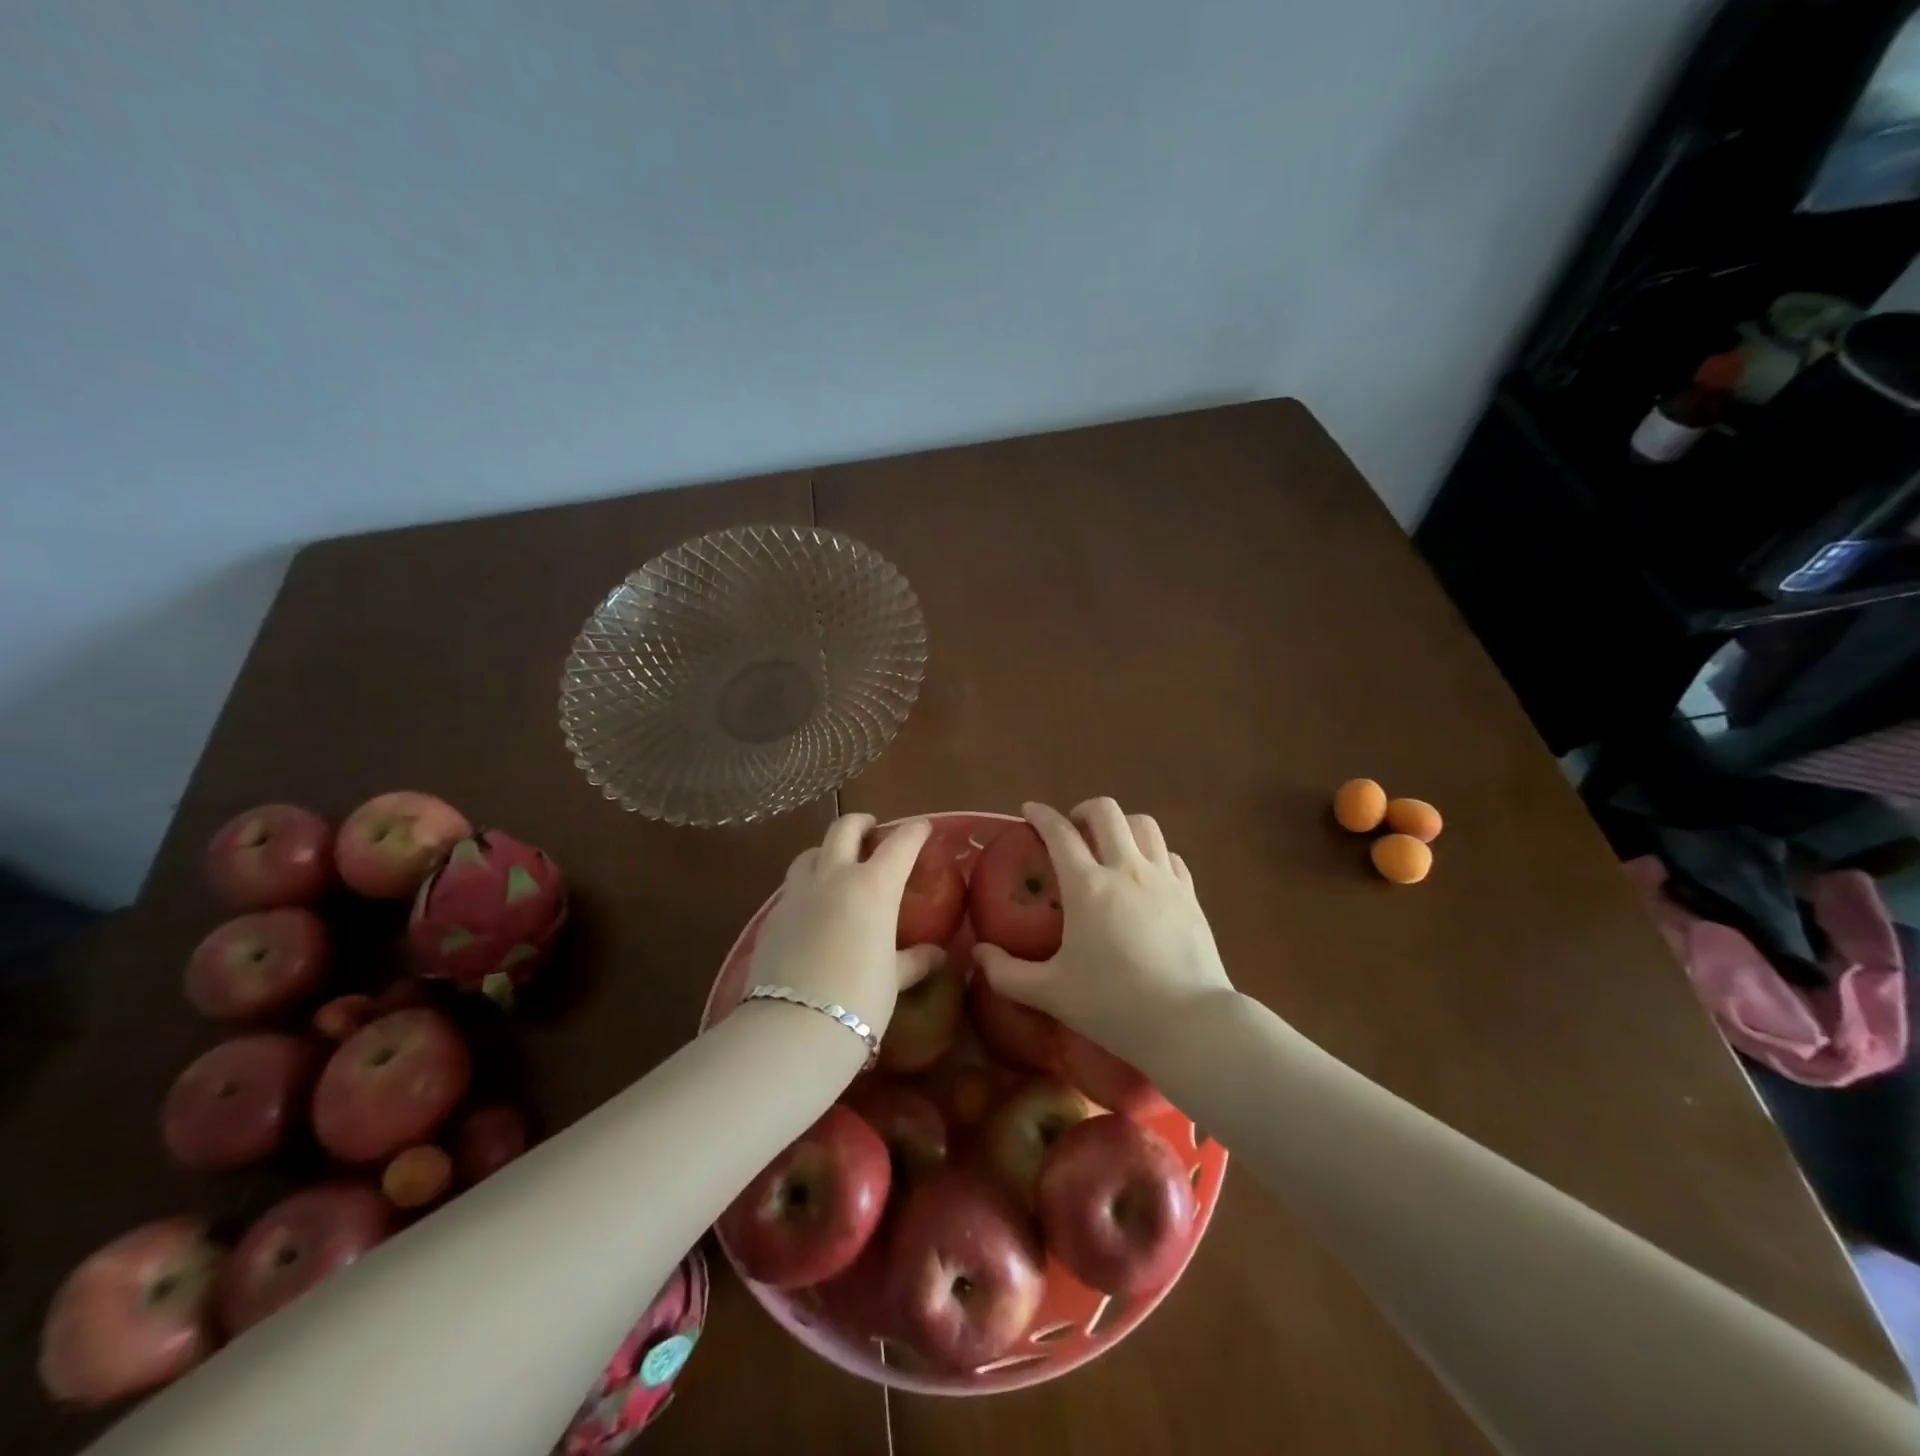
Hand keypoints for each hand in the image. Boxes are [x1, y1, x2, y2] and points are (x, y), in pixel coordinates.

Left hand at [748, 814, 943, 1042]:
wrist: (792, 1027)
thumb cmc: (859, 999)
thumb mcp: (892, 979)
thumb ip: (914, 960)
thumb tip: (936, 955)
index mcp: (873, 886)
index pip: (900, 844)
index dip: (914, 832)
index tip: (923, 827)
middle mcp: (834, 877)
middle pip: (844, 829)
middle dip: (861, 823)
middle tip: (872, 830)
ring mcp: (797, 893)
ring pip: (810, 853)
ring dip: (827, 851)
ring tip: (837, 866)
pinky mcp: (772, 916)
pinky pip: (792, 887)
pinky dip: (807, 886)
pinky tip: (812, 909)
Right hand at [973, 798, 1233, 1066]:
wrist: (1190, 1024)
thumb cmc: (1114, 1006)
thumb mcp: (1051, 993)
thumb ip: (1007, 973)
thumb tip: (978, 953)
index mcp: (1087, 887)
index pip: (1059, 832)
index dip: (1041, 815)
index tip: (1029, 811)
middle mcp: (1126, 869)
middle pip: (1106, 812)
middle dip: (1083, 811)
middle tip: (1072, 830)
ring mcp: (1163, 878)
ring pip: (1144, 824)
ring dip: (1122, 825)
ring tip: (1110, 846)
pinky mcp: (1190, 894)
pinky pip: (1170, 855)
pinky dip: (1153, 853)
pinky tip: (1146, 874)